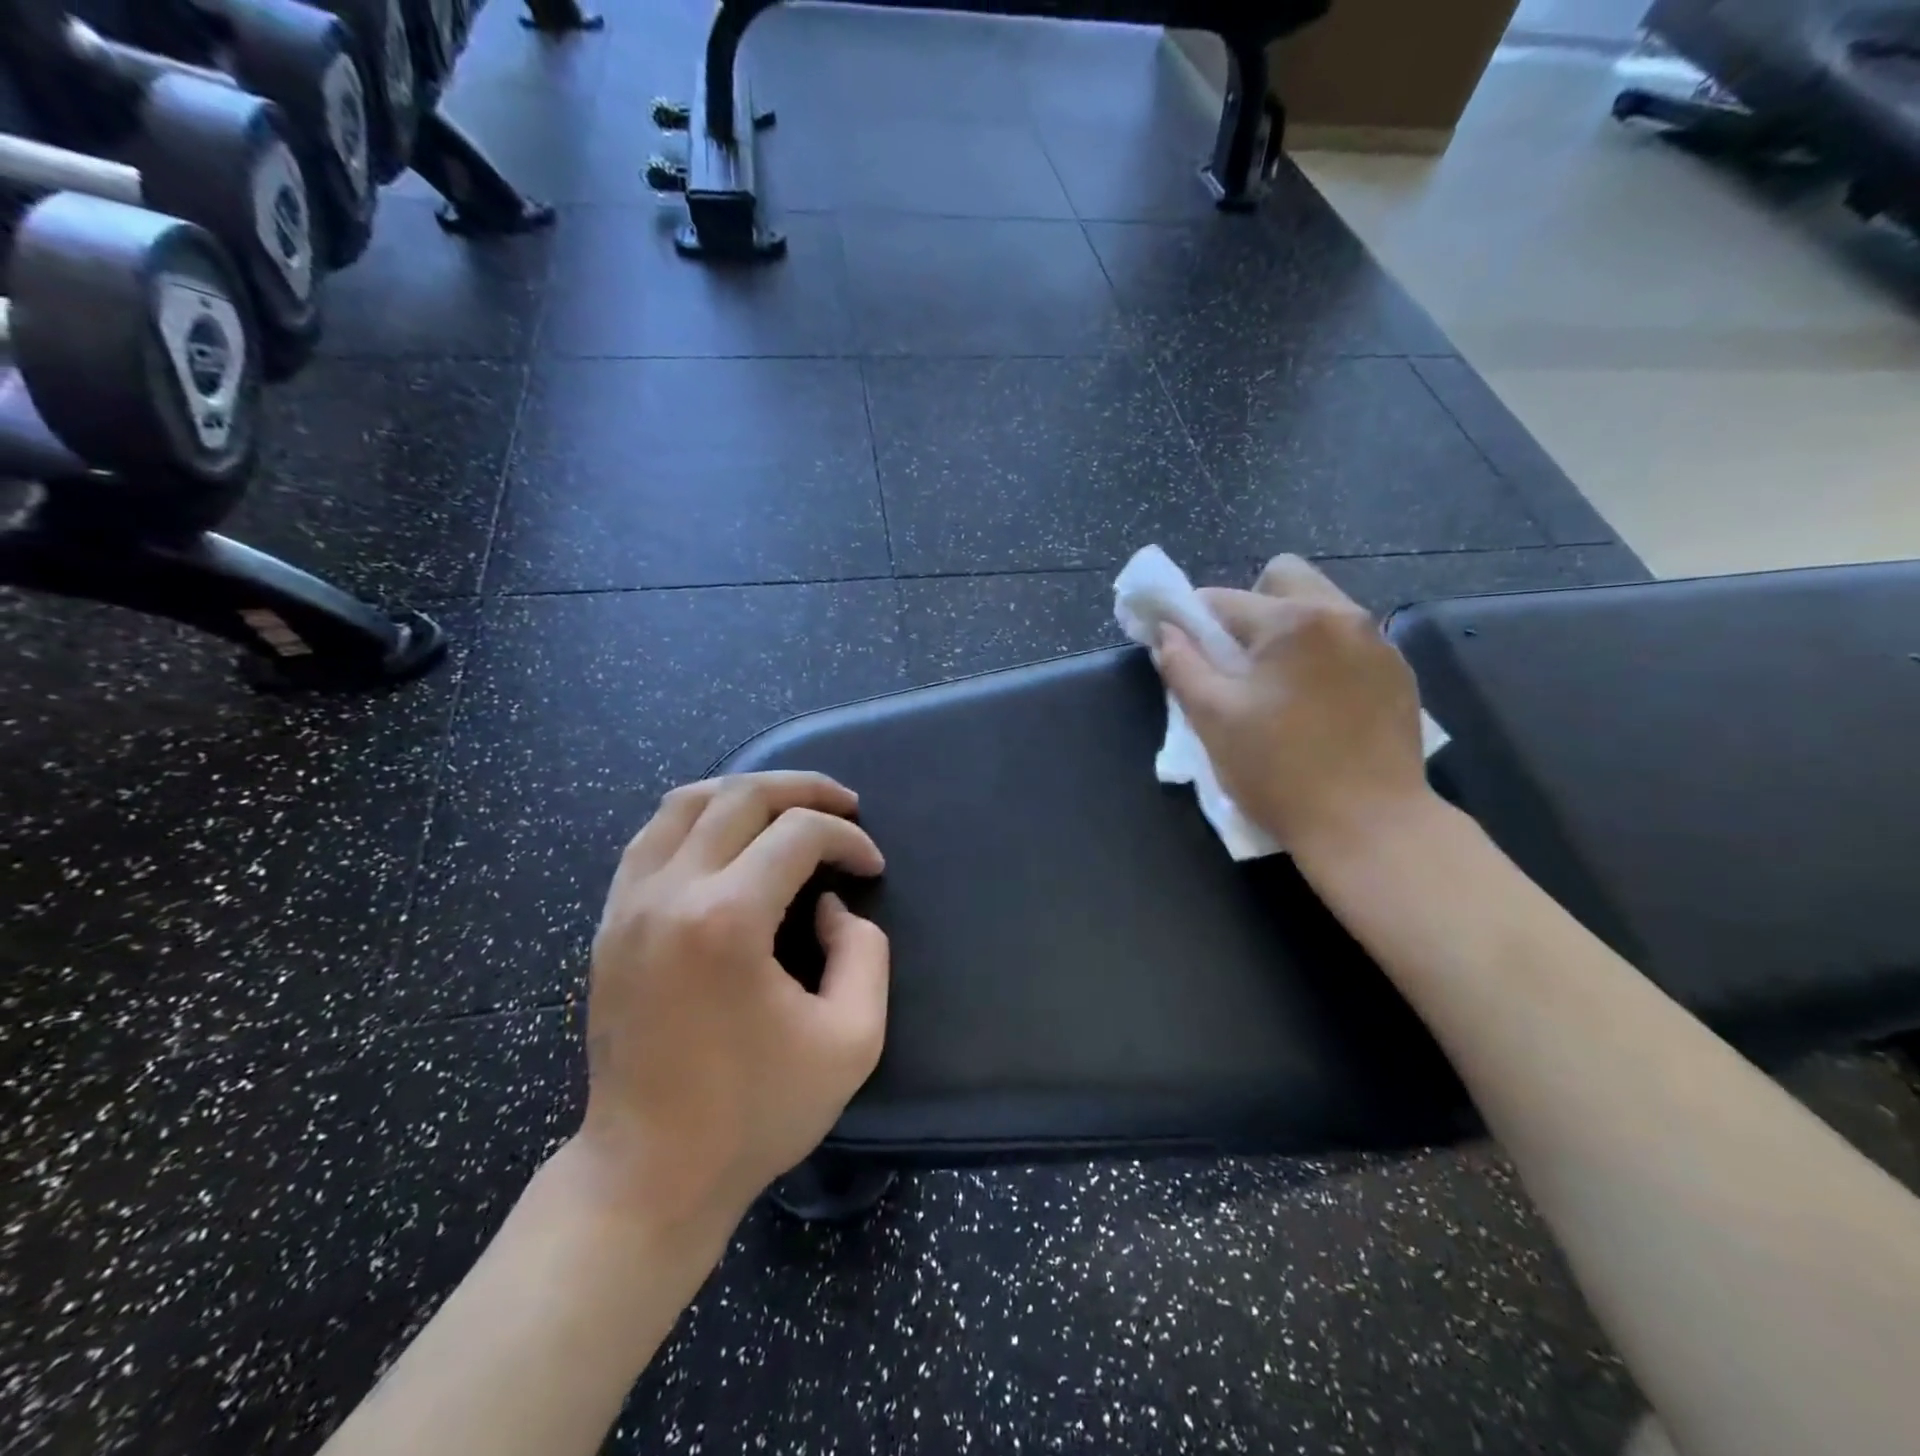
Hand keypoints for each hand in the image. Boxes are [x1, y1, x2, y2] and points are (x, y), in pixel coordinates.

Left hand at [570, 772, 889, 1235]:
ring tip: (788, 806)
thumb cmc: (757, 1112)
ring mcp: (629, 904)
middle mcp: (670, 893)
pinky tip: (727, 835)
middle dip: (804, 791)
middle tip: (845, 806)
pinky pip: (651, 837)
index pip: (799, 835)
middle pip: (741, 796)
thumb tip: (831, 904)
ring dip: (746, 791)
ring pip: (685, 802)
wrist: (649, 1172)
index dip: (848, 839)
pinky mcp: (609, 922)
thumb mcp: (853, 1039)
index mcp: (727, 921)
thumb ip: (864, 952)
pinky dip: (697, 817)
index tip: (872, 868)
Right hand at [1153, 555, 1431, 855]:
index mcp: (1292, 621)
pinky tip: (1316, 702)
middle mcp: (1342, 614)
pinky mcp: (1399, 671)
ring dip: (1288, 629)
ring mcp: (1378, 641)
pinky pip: (1348, 639)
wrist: (1370, 826)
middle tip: (1237, 660)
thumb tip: (1166, 632)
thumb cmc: (1279, 772)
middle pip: (1283, 577)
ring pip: (1320, 605)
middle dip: (1249, 606)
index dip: (1192, 619)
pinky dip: (1322, 653)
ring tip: (1278, 684)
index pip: (1223, 598)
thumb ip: (1182, 665)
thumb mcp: (1213, 719)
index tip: (1183, 647)